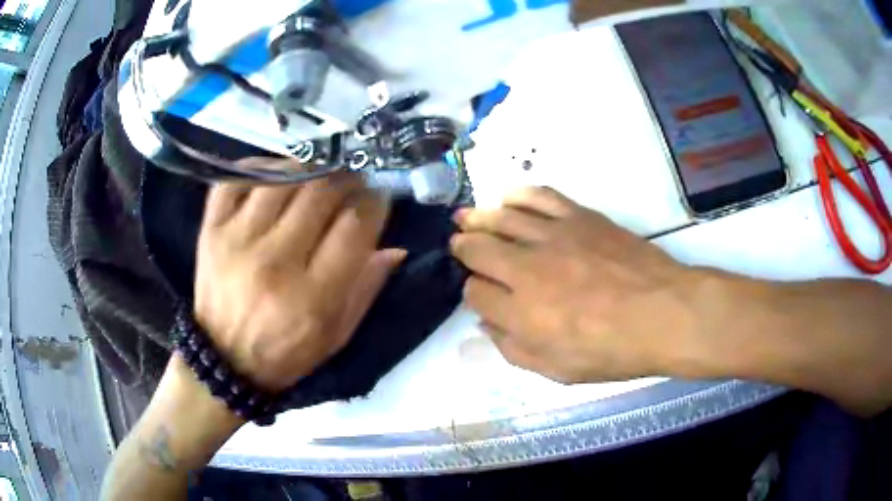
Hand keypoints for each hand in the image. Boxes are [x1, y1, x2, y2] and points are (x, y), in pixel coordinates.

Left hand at [194, 164, 404, 392]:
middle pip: (321, 192)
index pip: (355, 226)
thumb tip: (395, 246)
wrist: (224, 359)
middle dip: (347, 178)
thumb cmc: (287, 352)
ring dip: (309, 168)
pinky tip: (276, 175)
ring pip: (283, 176)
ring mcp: (238, 240)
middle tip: (352, 181)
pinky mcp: (212, 230)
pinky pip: (236, 179)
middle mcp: (274, 262)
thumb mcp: (337, 335)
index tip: (379, 196)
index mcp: (312, 296)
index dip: (374, 202)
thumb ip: (367, 289)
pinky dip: (260, 167)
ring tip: (318, 175)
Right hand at [451, 187, 697, 383]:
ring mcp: (553, 237)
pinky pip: (538, 196)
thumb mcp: (558, 370)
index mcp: (520, 313)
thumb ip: (514, 349)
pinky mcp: (578, 216)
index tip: (482, 294)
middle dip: (462, 247)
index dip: (473, 293)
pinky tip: (508, 198)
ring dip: (478, 217)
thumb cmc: (613, 351)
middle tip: (458, 244)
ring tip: (467, 217)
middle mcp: (527, 269)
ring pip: (500, 218)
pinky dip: (518, 195)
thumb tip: (488, 325)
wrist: (664, 313)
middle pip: (478, 248)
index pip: (475, 293)